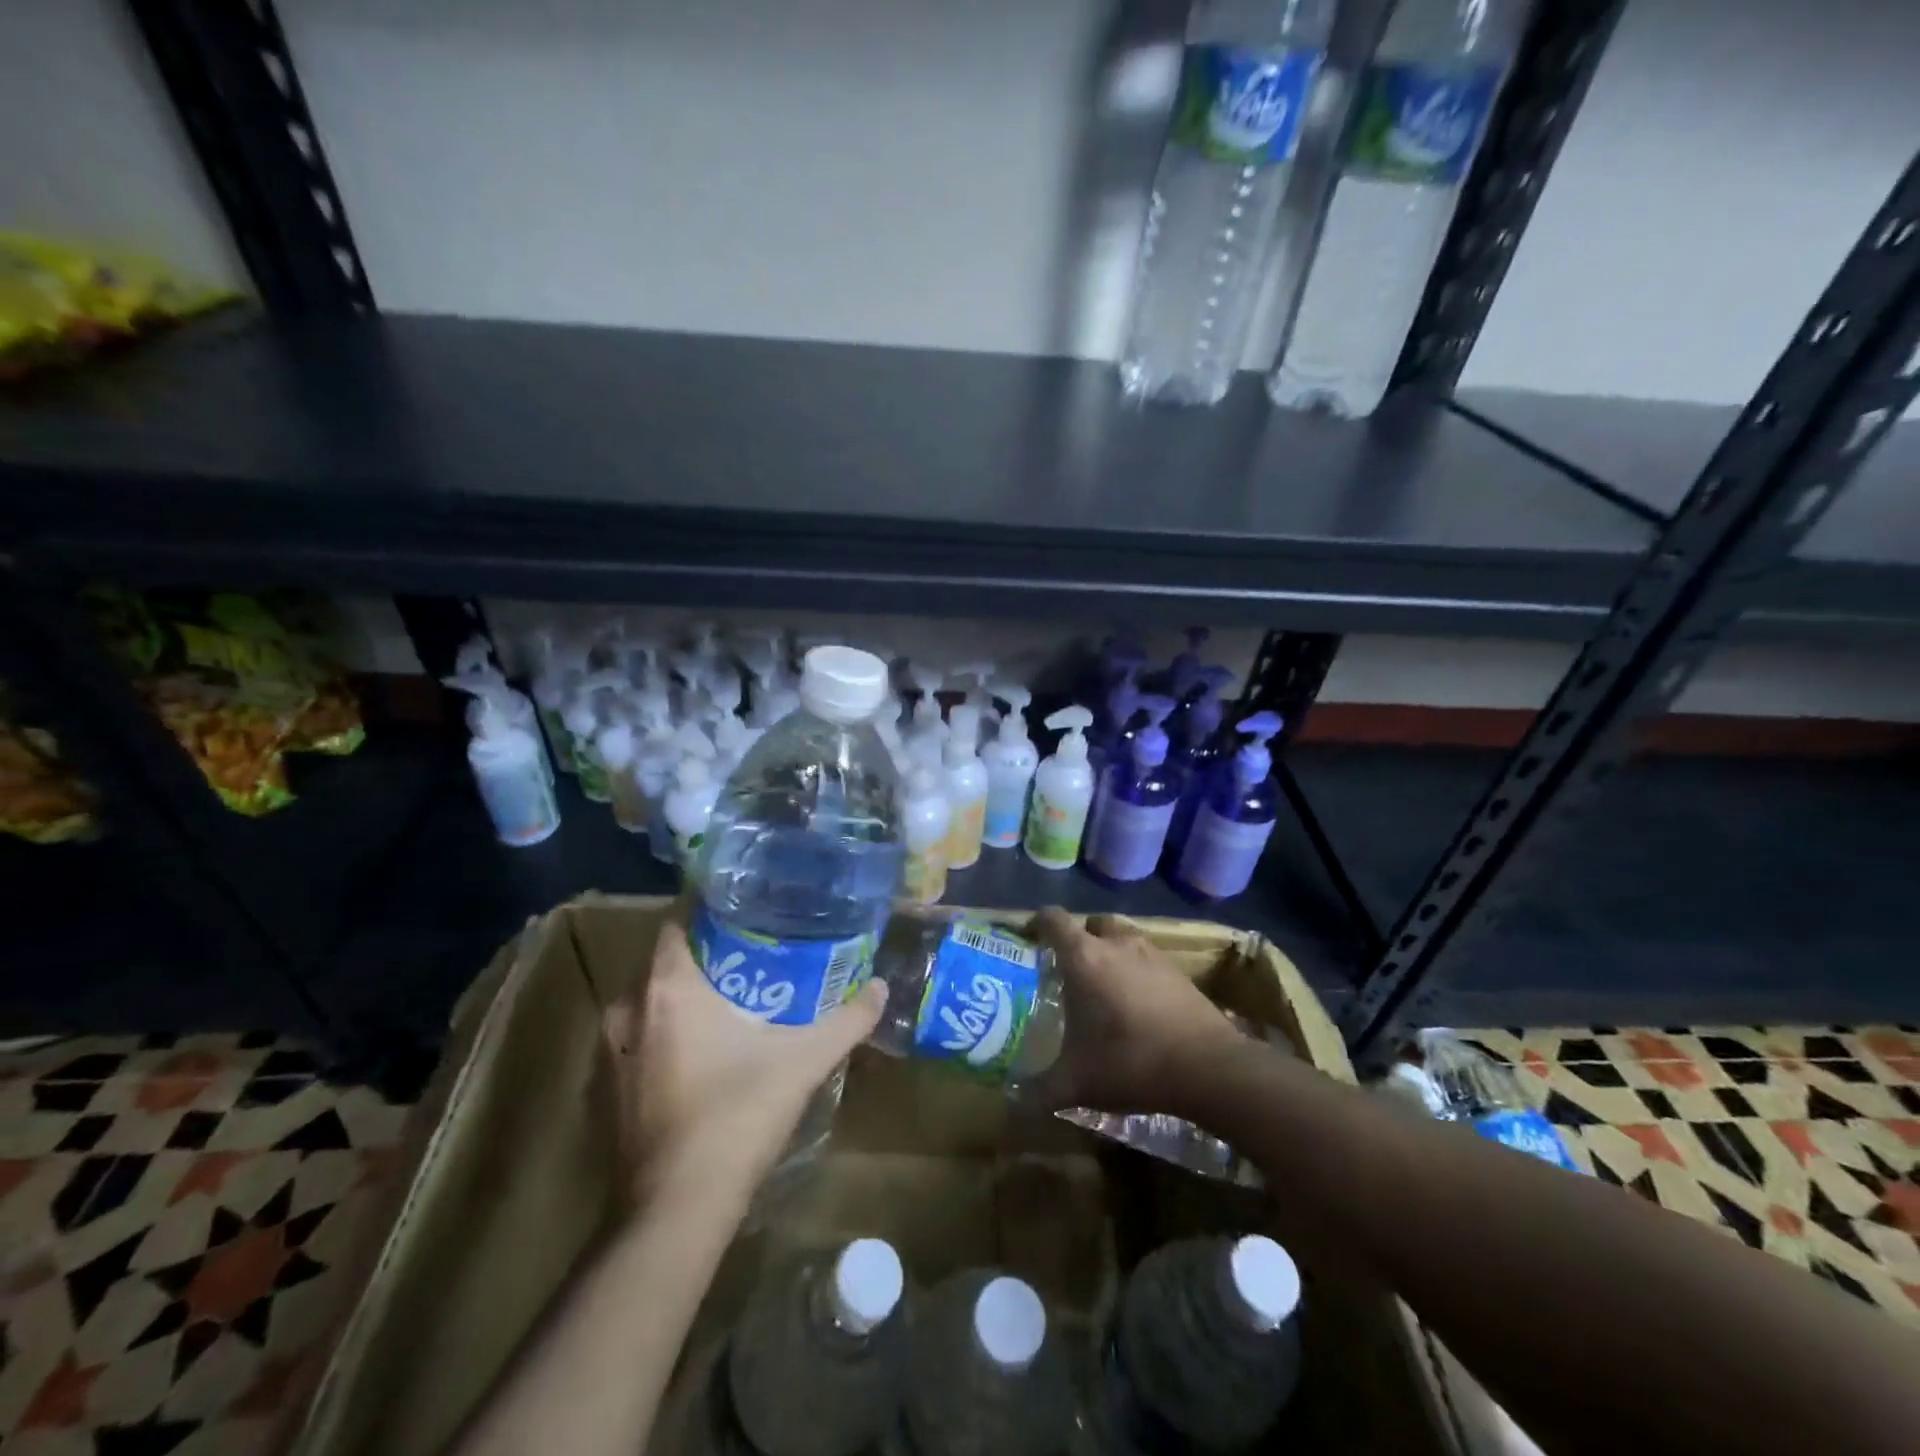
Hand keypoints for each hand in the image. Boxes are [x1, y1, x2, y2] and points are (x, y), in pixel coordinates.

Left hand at [603, 920, 885, 1204]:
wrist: (675, 1211)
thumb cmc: (736, 1117)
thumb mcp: (803, 1062)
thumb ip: (846, 1021)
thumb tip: (881, 988)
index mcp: (669, 989)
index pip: (677, 925)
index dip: (710, 917)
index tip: (747, 921)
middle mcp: (629, 1010)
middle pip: (665, 964)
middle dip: (704, 960)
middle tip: (751, 963)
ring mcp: (610, 1053)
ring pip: (648, 1005)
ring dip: (681, 1001)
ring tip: (731, 1005)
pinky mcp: (606, 1091)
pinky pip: (637, 1041)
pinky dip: (664, 1037)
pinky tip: (702, 1056)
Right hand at [1026, 908, 1241, 1115]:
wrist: (1209, 1068)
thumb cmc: (1131, 1062)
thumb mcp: (1077, 1083)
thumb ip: (1039, 1089)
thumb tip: (1011, 1101)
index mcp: (1084, 957)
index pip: (1052, 919)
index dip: (1036, 923)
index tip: (1028, 939)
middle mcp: (1116, 944)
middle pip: (1091, 923)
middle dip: (1078, 938)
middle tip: (1068, 969)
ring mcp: (1151, 954)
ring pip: (1122, 938)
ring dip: (1110, 952)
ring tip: (1103, 986)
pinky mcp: (1178, 971)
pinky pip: (1147, 959)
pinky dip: (1136, 971)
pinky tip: (1137, 1005)